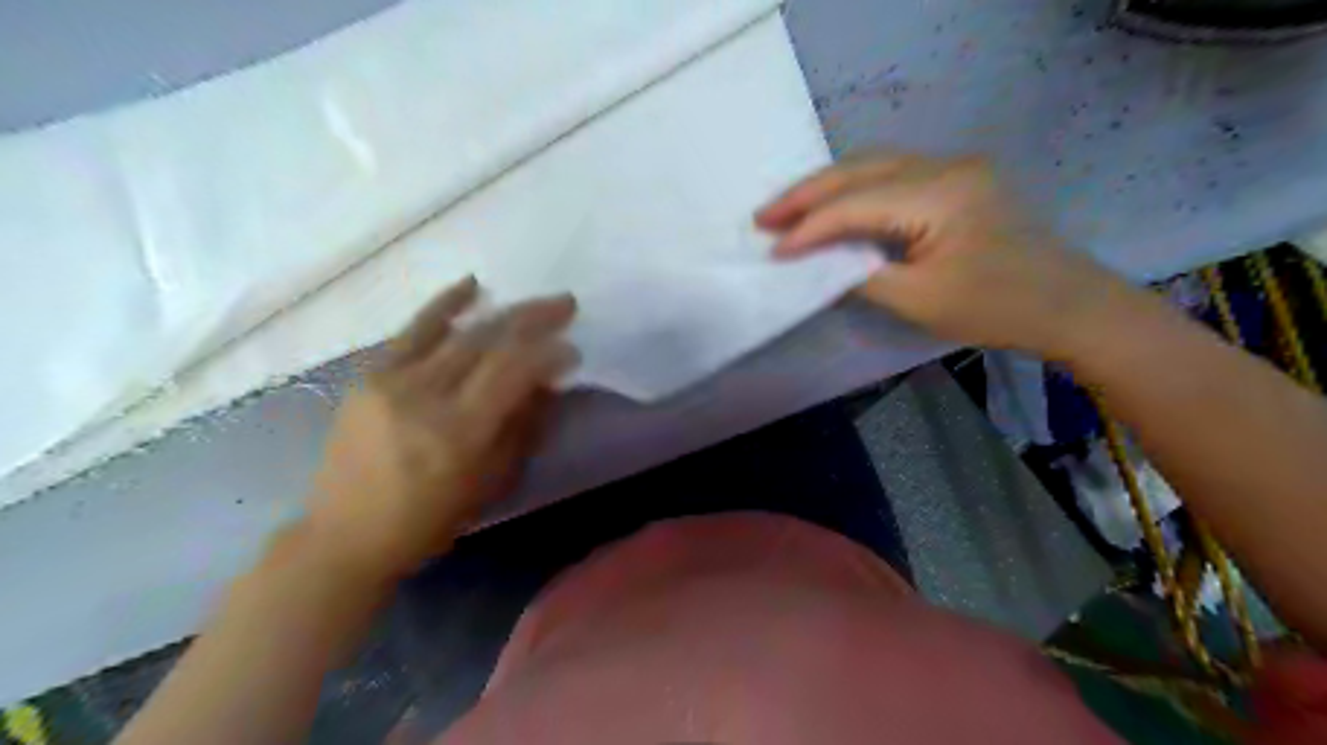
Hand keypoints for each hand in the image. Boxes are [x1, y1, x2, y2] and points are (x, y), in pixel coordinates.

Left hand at [313, 278, 580, 582]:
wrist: (344, 536)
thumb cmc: (428, 521)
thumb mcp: (490, 483)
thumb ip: (522, 427)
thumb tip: (548, 383)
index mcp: (459, 432)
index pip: (512, 372)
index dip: (548, 353)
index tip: (573, 348)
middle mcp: (425, 396)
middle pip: (487, 341)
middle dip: (533, 319)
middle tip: (565, 305)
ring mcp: (392, 381)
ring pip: (456, 331)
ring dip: (501, 311)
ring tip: (533, 302)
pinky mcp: (370, 376)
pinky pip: (412, 330)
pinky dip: (445, 305)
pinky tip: (471, 286)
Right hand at [756, 152, 1127, 357]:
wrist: (1067, 305)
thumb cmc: (996, 309)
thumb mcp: (919, 301)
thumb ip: (861, 276)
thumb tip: (819, 264)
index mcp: (941, 195)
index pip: (856, 204)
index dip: (810, 229)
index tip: (772, 251)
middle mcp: (946, 166)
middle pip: (859, 170)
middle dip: (806, 194)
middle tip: (762, 217)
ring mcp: (954, 168)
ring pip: (873, 166)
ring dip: (826, 188)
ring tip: (786, 211)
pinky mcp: (956, 180)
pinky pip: (892, 176)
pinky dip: (854, 191)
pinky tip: (831, 206)